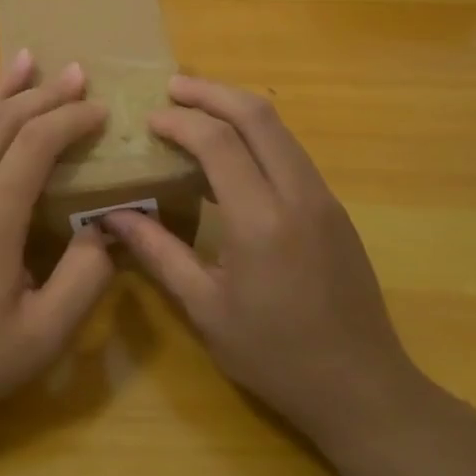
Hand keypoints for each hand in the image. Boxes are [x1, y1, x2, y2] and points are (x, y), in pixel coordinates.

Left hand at [0, 50, 115, 442]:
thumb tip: (111, 225)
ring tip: (25, 61)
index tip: (100, 110)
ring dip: (0, 91)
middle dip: (41, 92)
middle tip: (74, 72)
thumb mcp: (43, 336)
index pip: (35, 143)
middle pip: (0, 121)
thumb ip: (85, 277)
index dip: (70, 118)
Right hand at [104, 76, 428, 457]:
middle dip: (212, 92)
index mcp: (260, 221)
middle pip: (257, 115)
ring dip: (237, 107)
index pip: (218, 142)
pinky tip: (233, 150)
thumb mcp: (205, 310)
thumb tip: (112, 215)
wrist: (363, 388)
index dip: (180, 121)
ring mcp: (323, 197)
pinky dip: (258, 134)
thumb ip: (158, 253)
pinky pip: (291, 151)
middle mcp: (297, 194)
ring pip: (280, 128)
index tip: (150, 120)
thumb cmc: (275, 356)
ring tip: (198, 107)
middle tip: (173, 87)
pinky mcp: (335, 208)